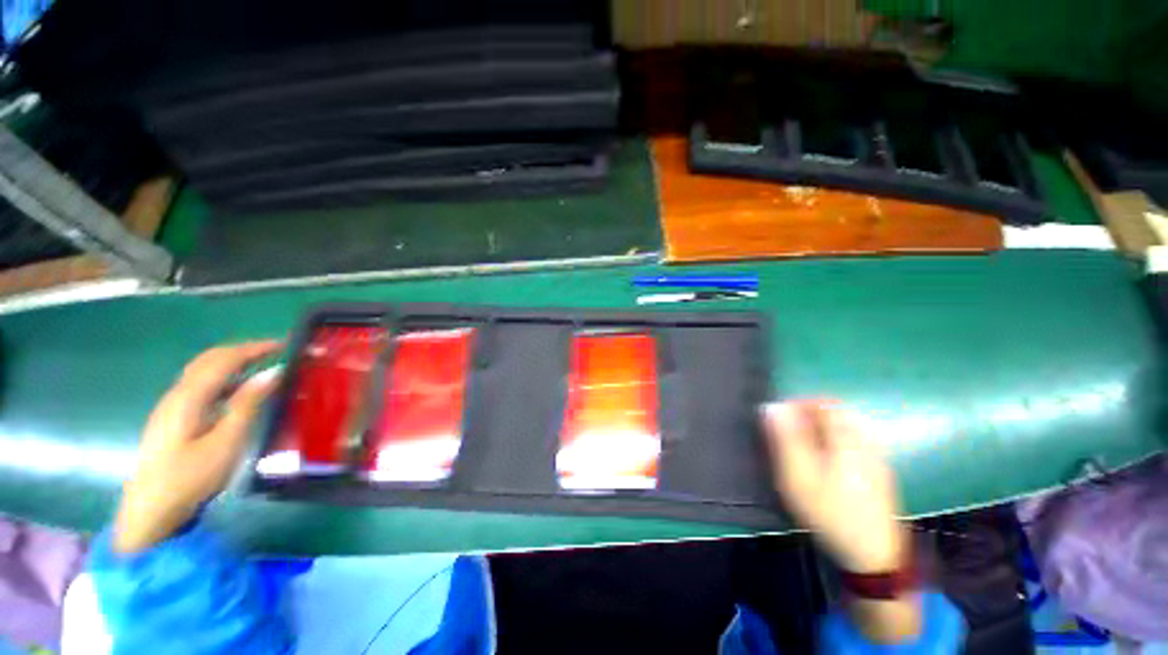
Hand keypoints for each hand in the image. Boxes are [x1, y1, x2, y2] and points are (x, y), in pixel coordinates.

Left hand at [113, 342, 281, 553]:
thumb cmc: (190, 478)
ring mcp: (171, 407)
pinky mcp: (172, 420)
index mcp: (189, 398)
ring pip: (202, 372)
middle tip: (275, 351)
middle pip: (209, 360)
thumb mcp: (226, 443)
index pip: (223, 360)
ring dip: (232, 362)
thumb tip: (273, 372)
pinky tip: (237, 391)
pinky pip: (200, 387)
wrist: (150, 512)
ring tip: (261, 366)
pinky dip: (223, 378)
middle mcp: (176, 395)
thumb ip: (247, 404)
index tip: (284, 344)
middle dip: (242, 350)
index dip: (254, 348)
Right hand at [761, 400, 905, 573]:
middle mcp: (866, 443)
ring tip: (803, 443)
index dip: (800, 402)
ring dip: (824, 426)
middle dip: (811, 414)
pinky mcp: (881, 473)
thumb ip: (787, 439)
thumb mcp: (799, 477)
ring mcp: (877, 458)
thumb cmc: (830, 513)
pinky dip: (837, 439)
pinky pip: (857, 441)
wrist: (873, 556)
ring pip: (849, 427)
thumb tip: (774, 407)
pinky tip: (826, 459)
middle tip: (789, 429)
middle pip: (839, 413)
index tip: (781, 414)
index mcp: (846, 440)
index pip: (825, 403)